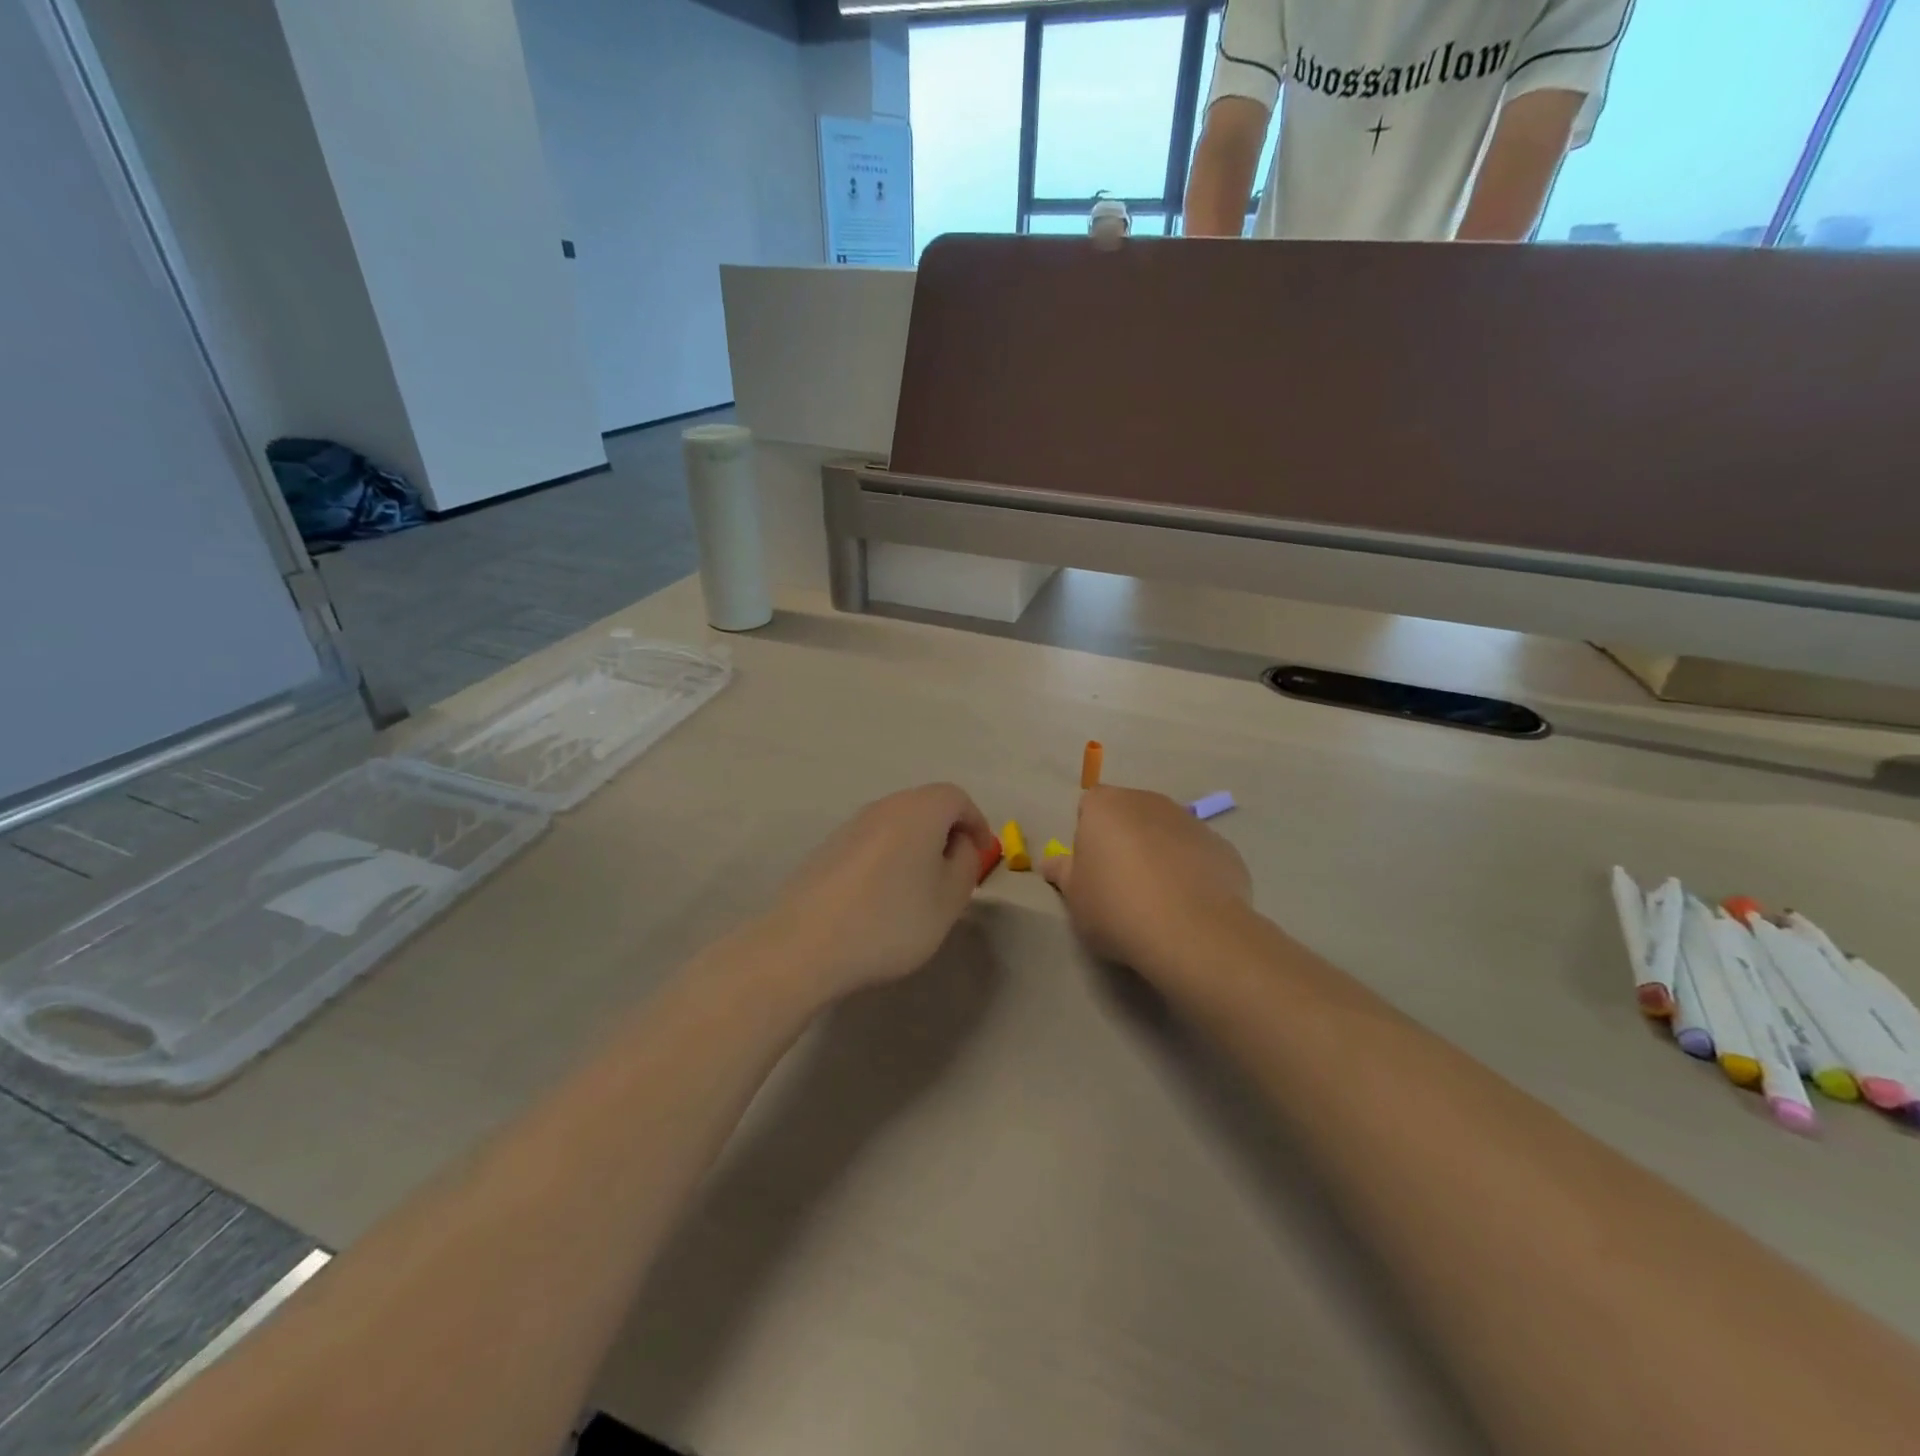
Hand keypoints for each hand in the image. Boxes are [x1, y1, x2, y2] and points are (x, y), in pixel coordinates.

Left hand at [760, 784, 995, 1001]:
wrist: (805, 946)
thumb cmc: (890, 921)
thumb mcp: (948, 899)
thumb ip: (965, 864)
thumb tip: (959, 844)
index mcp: (919, 810)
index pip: (957, 798)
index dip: (976, 823)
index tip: (982, 855)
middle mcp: (883, 807)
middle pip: (925, 807)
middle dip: (946, 833)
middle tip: (955, 872)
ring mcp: (850, 826)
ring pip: (896, 825)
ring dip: (916, 847)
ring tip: (920, 889)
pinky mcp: (827, 849)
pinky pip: (871, 843)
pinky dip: (888, 859)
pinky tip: (882, 898)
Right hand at [1042, 786, 1250, 983]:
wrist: (1192, 932)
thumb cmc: (1117, 907)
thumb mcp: (1075, 897)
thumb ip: (1063, 872)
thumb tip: (1051, 862)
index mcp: (1106, 806)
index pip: (1089, 806)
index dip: (1087, 836)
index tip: (1091, 869)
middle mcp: (1149, 802)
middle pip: (1129, 814)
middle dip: (1123, 840)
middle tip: (1120, 884)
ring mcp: (1190, 822)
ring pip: (1166, 832)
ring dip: (1159, 854)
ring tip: (1158, 899)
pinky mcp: (1223, 847)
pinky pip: (1197, 854)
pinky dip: (1191, 871)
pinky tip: (1188, 906)